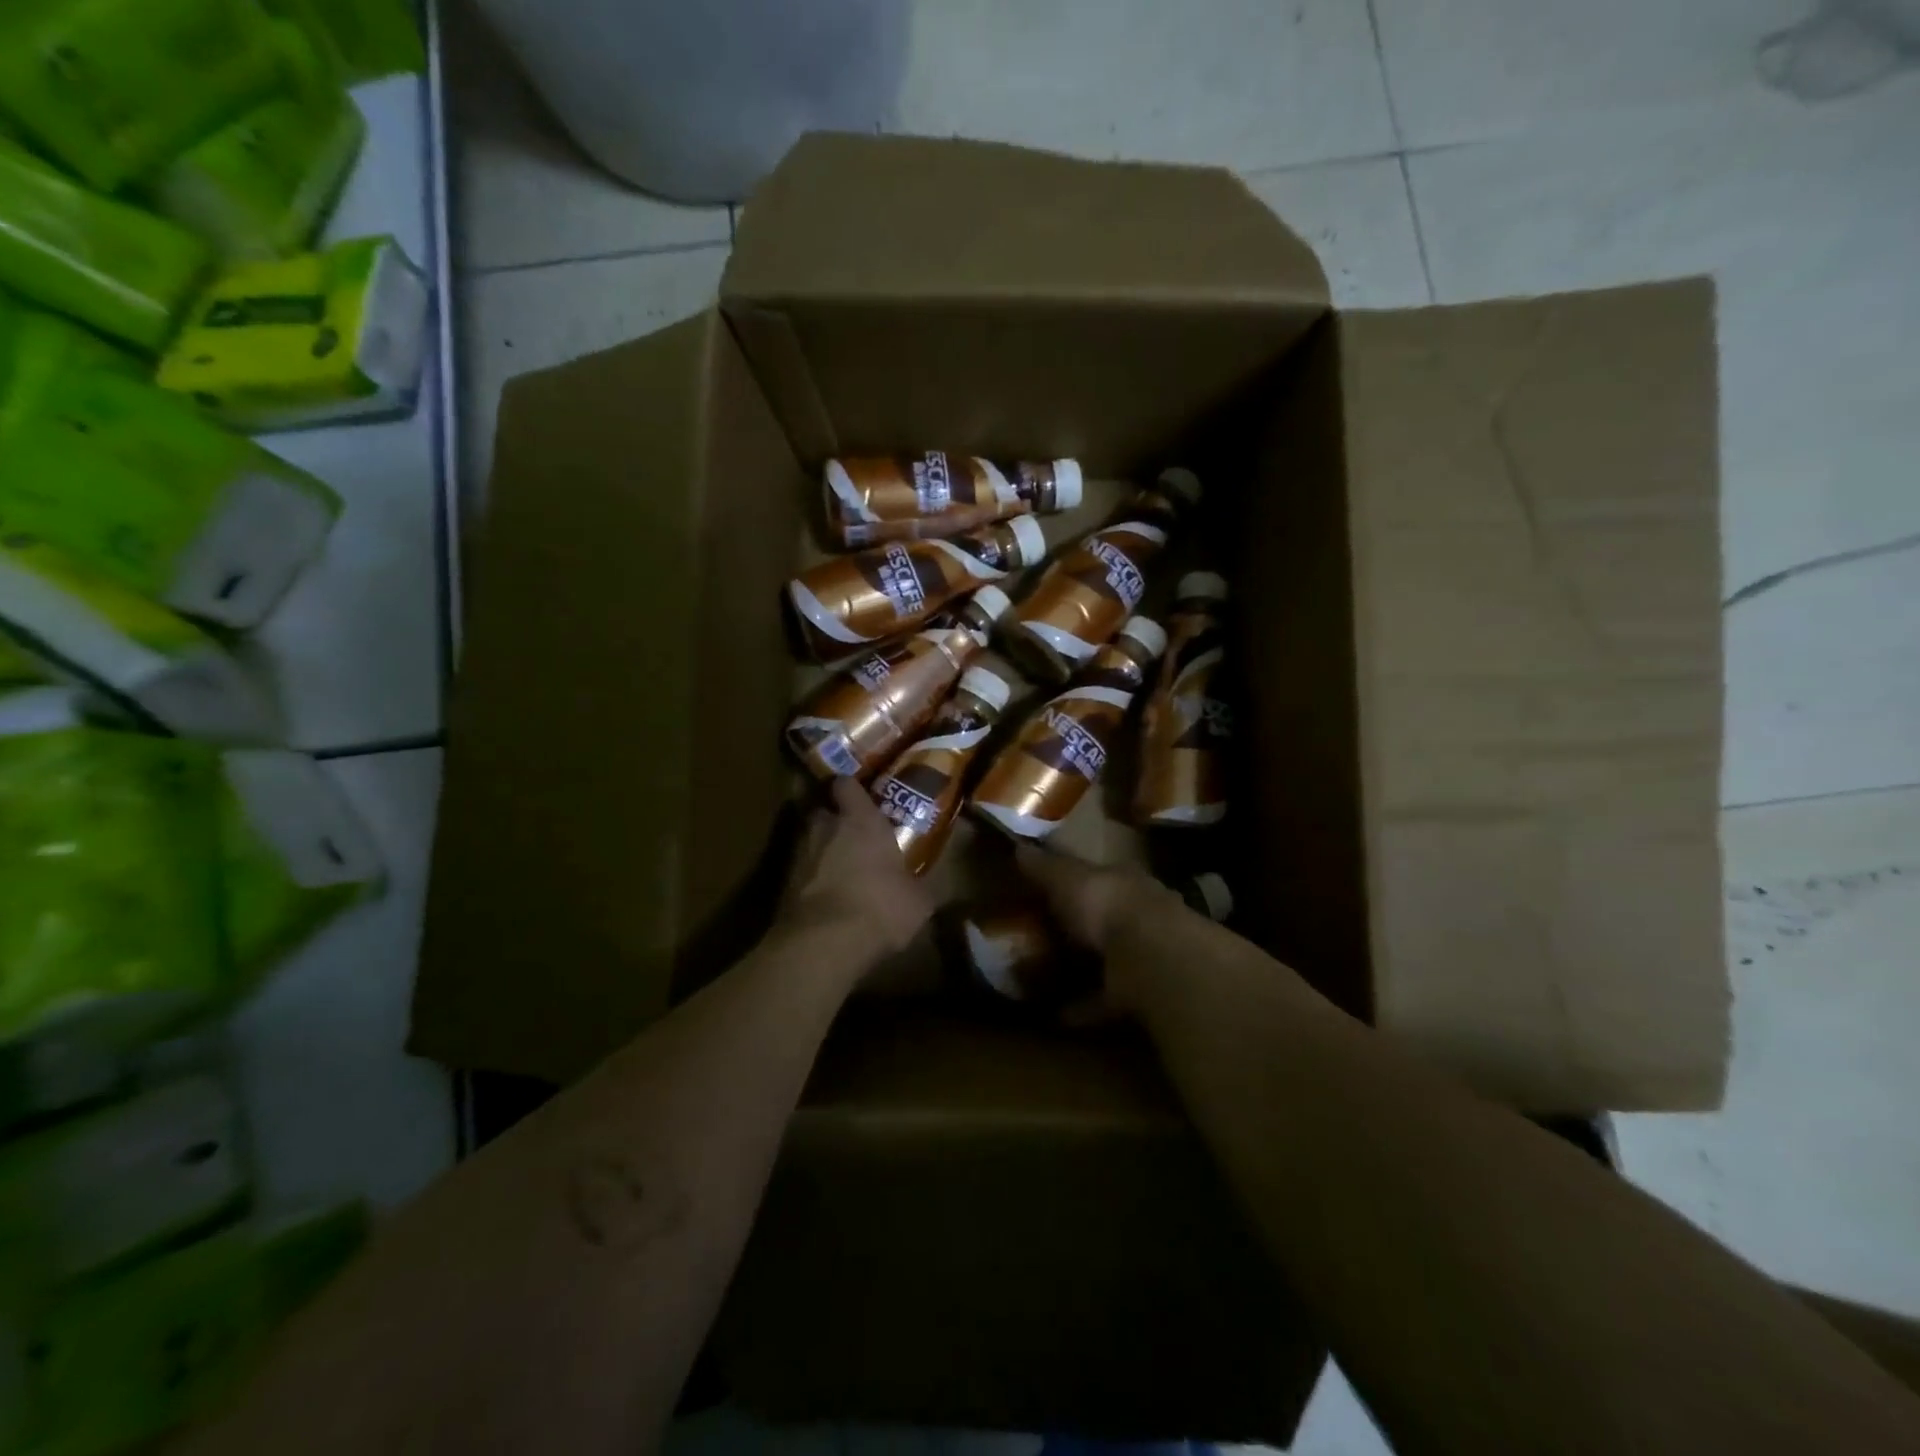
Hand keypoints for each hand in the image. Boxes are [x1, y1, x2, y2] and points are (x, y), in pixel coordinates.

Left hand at [779, 778, 934, 958]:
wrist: (824, 944)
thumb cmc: (880, 906)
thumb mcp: (918, 900)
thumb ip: (925, 884)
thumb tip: (942, 882)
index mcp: (861, 820)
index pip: (846, 784)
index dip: (851, 788)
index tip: (861, 794)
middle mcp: (825, 828)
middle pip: (822, 810)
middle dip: (833, 818)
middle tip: (851, 832)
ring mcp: (799, 855)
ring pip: (808, 841)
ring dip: (820, 849)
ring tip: (839, 866)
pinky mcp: (783, 885)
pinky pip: (800, 872)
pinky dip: (810, 879)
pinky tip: (826, 896)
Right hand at [1014, 845, 1181, 1016]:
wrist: (1147, 958)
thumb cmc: (1105, 905)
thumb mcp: (1066, 878)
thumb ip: (1044, 866)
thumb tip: (1019, 846)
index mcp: (1123, 882)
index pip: (1097, 876)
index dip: (1074, 882)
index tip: (1048, 891)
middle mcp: (1137, 916)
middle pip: (1104, 919)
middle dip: (1078, 928)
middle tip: (1040, 937)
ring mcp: (1140, 956)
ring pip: (1106, 959)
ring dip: (1080, 969)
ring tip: (1041, 977)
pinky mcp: (1136, 993)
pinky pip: (1102, 1000)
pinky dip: (1080, 1007)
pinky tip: (1053, 1015)